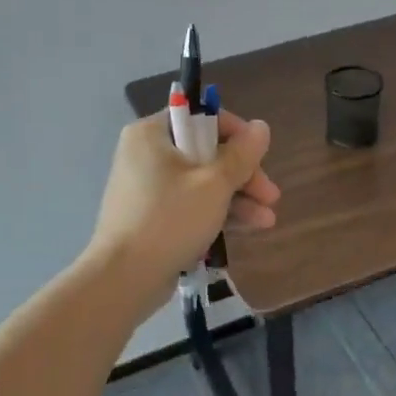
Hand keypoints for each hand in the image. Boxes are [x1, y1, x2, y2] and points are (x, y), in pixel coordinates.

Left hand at [90, 109, 278, 302]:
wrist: (124, 278)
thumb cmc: (170, 220)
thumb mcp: (214, 184)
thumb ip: (242, 154)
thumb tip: (262, 127)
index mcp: (152, 134)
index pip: (201, 117)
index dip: (237, 135)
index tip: (260, 157)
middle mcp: (146, 154)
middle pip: (206, 153)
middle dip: (243, 176)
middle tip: (271, 196)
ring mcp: (147, 188)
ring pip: (202, 183)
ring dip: (237, 198)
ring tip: (267, 220)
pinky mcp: (152, 217)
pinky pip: (190, 205)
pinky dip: (216, 213)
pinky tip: (249, 228)